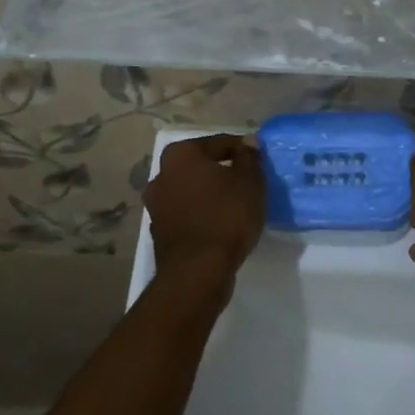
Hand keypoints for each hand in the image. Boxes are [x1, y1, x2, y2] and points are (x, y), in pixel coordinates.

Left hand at [146, 134, 266, 284]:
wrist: (197, 272)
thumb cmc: (226, 217)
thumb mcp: (250, 182)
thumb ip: (249, 157)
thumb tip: (248, 141)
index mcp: (180, 155)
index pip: (218, 143)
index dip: (242, 150)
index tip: (258, 161)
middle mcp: (161, 174)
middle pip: (200, 166)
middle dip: (221, 171)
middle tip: (246, 182)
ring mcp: (156, 205)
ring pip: (191, 190)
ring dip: (209, 194)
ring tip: (235, 204)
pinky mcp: (159, 231)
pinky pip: (186, 213)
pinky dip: (201, 214)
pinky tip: (220, 223)